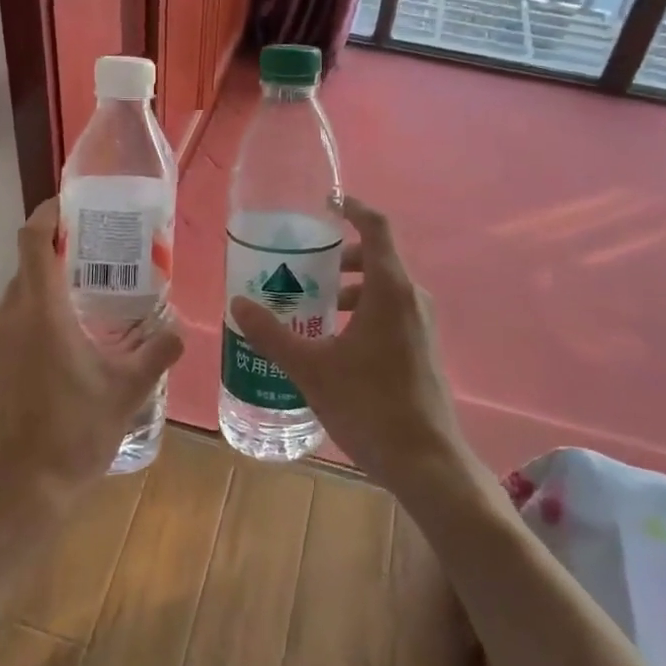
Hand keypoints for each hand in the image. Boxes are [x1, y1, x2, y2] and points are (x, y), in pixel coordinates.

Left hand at [0, 200, 182, 518]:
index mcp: (41, 312)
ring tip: (85, 298)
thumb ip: (158, 354)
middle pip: (26, 266)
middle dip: (56, 253)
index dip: (46, 214)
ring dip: (45, 288)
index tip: (69, 205)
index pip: (32, 242)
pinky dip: (34, 317)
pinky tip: (63, 343)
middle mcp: (9, 317)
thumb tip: (181, 330)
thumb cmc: (75, 432)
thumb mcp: (128, 391)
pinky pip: (10, 324)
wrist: (22, 490)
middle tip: (96, 255)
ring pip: (18, 297)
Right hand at [229, 196, 465, 496]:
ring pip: (381, 287)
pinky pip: (389, 310)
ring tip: (309, 304)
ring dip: (347, 287)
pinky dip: (361, 309)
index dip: (353, 207)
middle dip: (337, 255)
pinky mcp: (421, 348)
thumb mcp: (311, 369)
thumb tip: (238, 304)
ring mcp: (421, 324)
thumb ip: (273, 334)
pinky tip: (331, 339)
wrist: (428, 463)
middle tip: (300, 264)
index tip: (325, 202)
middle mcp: (410, 298)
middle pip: (375, 257)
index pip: (376, 227)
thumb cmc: (370, 405)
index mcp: (389, 289)